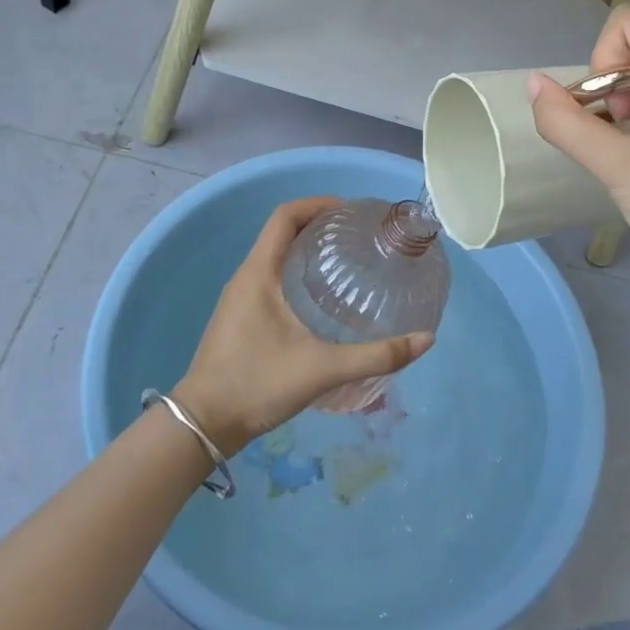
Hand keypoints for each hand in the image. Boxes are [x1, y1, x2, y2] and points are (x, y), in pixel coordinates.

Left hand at [171, 197, 433, 456]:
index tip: (350, 211)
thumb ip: (376, 356)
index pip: (285, 216)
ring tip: (346, 262)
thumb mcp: (322, 369)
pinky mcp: (240, 317)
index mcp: (259, 273)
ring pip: (275, 256)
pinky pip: (270, 278)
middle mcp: (246, 277)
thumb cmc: (257, 385)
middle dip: (319, 225)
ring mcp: (239, 297)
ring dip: (306, 250)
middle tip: (357, 237)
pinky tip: (320, 299)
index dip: (317, 204)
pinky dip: (296, 273)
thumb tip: (426, 340)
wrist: (203, 425)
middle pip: (282, 232)